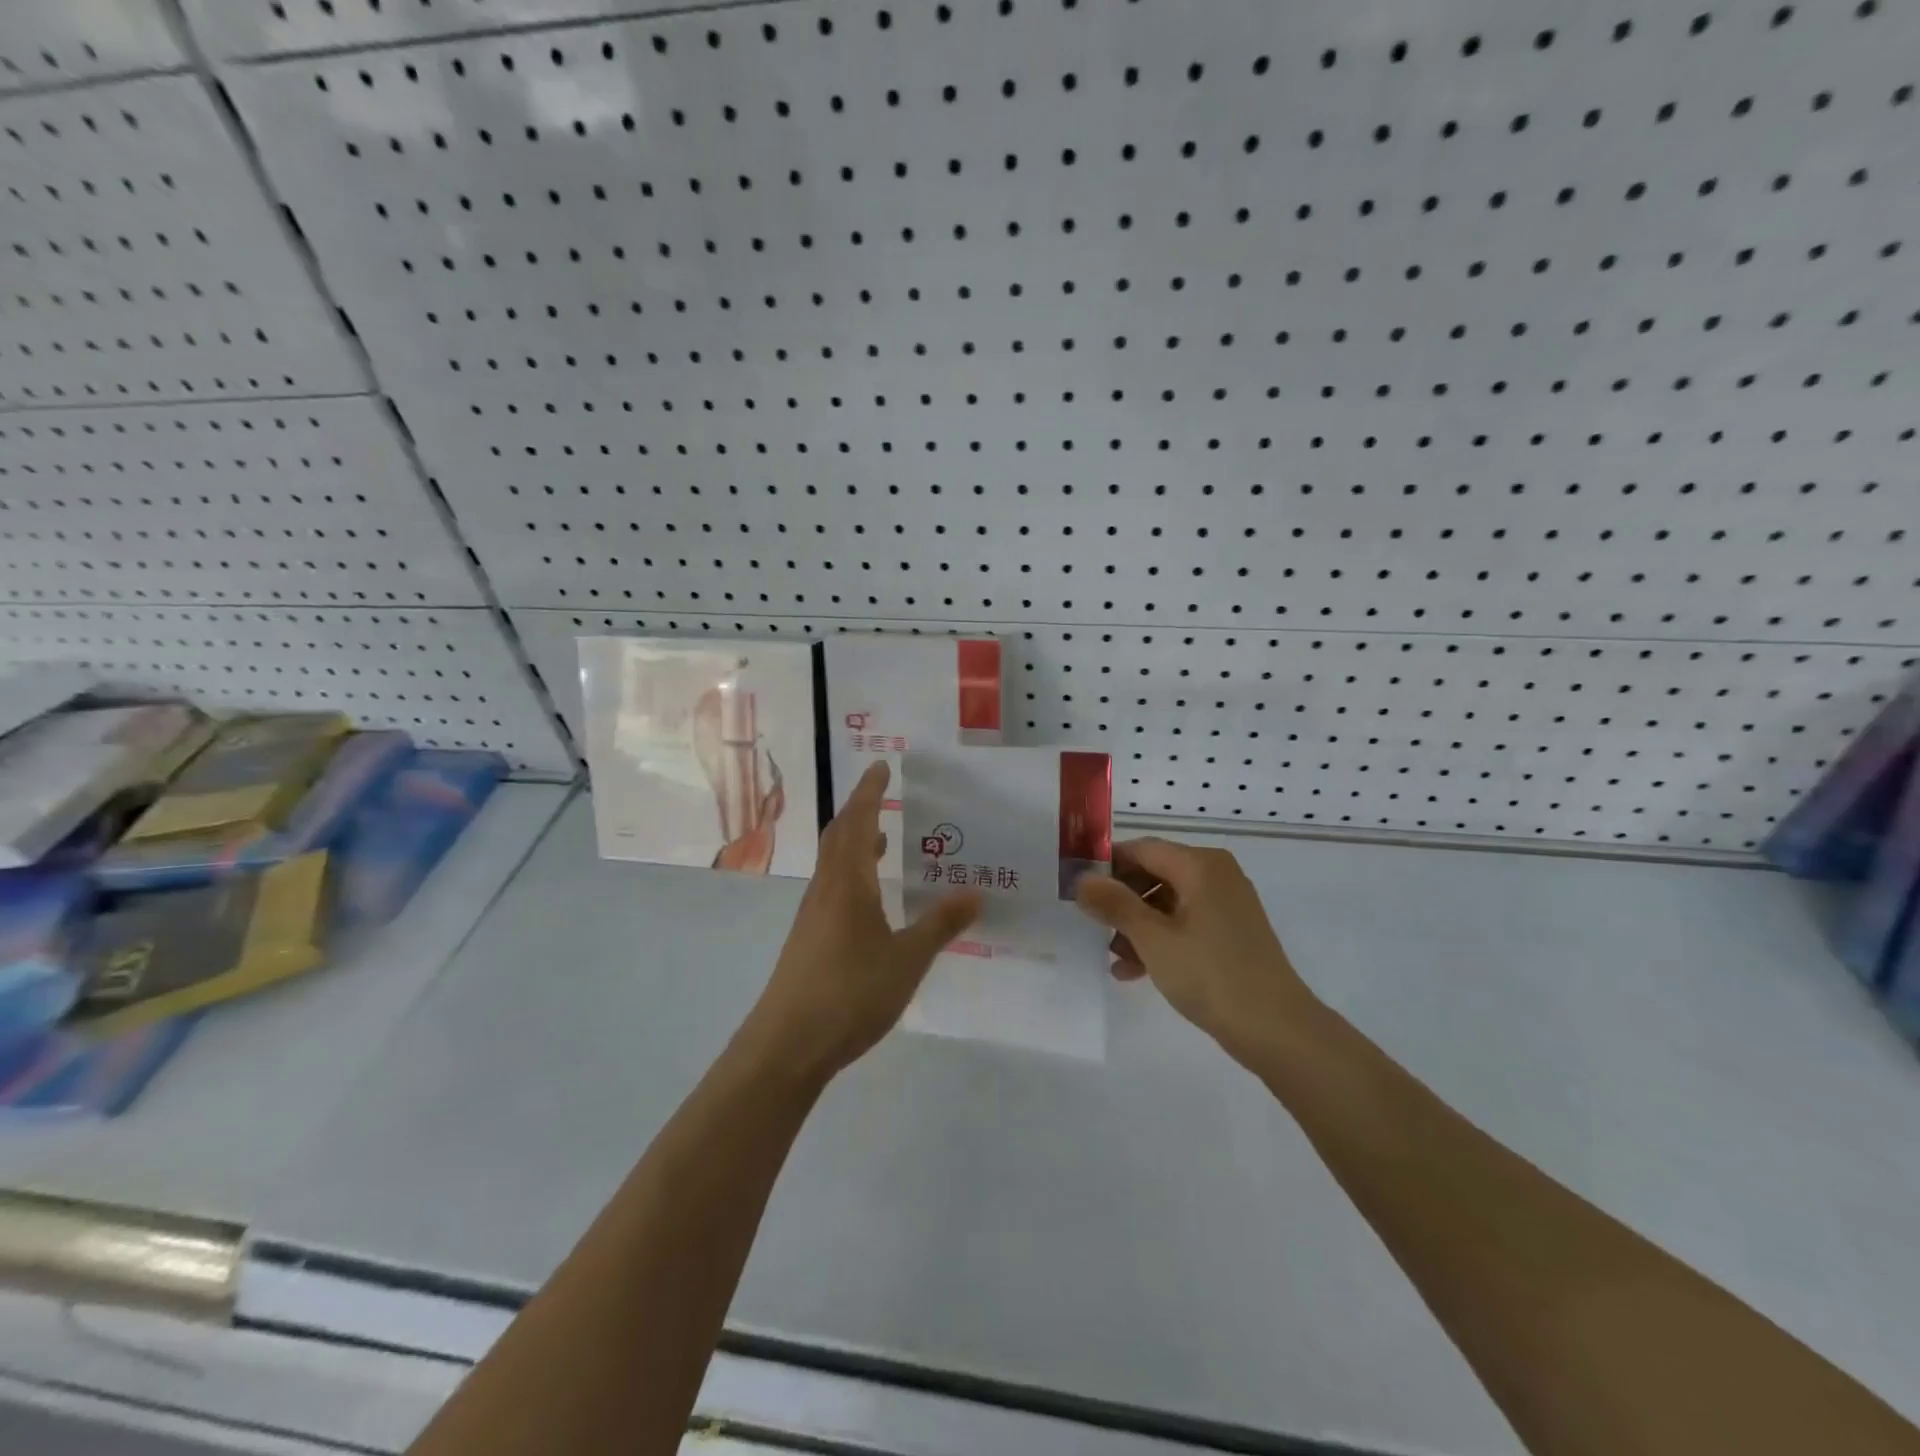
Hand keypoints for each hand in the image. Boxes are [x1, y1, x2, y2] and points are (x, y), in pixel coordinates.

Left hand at [741, 761, 979, 1079]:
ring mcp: (812, 914)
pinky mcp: (808, 938)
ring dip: (856, 842)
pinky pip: (832, 887)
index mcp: (848, 882)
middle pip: (839, 835)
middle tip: (885, 796)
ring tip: (885, 841)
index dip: (870, 792)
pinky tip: (871, 899)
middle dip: (861, 810)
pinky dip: (852, 873)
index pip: (859, 821)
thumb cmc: (850, 993)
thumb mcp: (907, 959)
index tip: (882, 766)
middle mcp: (825, 888)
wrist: (787, 1045)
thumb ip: (940, 925)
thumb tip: (976, 893)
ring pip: (833, 863)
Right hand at [1075, 837, 1314, 1063]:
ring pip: (1167, 902)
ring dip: (1137, 925)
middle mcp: (1216, 875)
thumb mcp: (1153, 939)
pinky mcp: (1232, 932)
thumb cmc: (1211, 975)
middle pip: (1154, 873)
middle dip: (1122, 900)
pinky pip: (1185, 923)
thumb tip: (1082, 880)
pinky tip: (1135, 971)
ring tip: (1115, 958)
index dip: (1107, 865)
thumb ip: (1114, 904)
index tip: (1078, 889)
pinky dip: (1160, 939)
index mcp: (1200, 865)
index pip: (1142, 849)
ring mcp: (1227, 904)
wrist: (1277, 1029)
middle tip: (1094, 927)